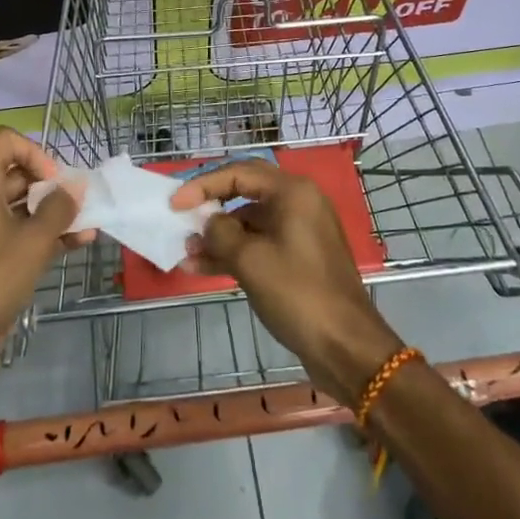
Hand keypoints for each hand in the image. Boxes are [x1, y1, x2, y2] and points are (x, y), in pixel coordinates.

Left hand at [0, 127, 82, 396]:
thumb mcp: (33, 241)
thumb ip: (59, 208)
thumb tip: (76, 187)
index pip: (4, 141)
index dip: (35, 152)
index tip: (54, 181)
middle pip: (15, 173)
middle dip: (51, 185)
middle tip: (78, 203)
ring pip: (20, 207)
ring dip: (53, 212)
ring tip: (88, 223)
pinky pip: (17, 234)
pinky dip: (44, 235)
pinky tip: (79, 243)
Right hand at [172, 160, 403, 404]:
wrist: (345, 345)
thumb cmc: (298, 293)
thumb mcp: (250, 261)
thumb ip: (220, 234)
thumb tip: (208, 223)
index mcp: (292, 192)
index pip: (239, 173)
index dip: (203, 185)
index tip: (174, 203)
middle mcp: (299, 203)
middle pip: (245, 192)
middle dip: (211, 205)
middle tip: (181, 217)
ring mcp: (300, 231)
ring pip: (250, 222)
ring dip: (219, 235)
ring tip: (186, 252)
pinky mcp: (298, 258)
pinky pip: (260, 244)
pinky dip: (234, 253)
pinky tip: (202, 267)